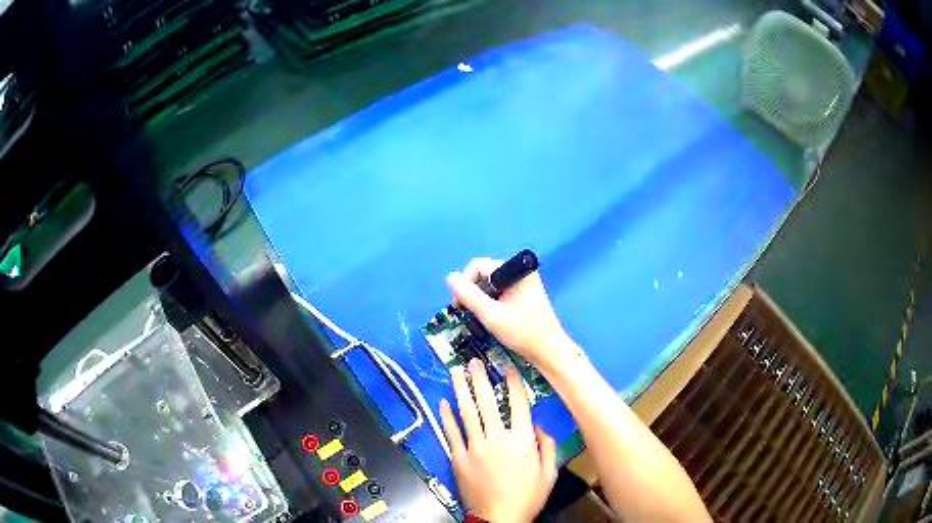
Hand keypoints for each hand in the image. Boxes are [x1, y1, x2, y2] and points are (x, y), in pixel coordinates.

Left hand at [439, 359, 557, 522]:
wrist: (499, 517)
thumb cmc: (527, 496)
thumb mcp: (549, 474)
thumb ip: (547, 447)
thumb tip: (538, 427)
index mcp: (521, 441)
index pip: (518, 404)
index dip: (513, 383)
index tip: (507, 367)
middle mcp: (496, 438)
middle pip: (487, 402)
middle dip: (481, 379)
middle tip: (474, 361)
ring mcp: (474, 447)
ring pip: (466, 412)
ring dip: (461, 390)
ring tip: (456, 372)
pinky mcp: (458, 457)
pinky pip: (451, 433)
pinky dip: (446, 416)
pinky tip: (443, 402)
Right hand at [446, 258, 580, 371]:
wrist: (548, 350)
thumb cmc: (522, 333)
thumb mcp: (491, 315)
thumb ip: (469, 295)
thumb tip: (449, 277)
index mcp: (516, 270)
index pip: (478, 266)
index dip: (465, 283)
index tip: (460, 305)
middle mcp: (521, 271)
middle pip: (484, 272)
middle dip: (472, 291)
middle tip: (467, 312)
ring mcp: (523, 281)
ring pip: (490, 282)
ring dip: (480, 298)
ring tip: (479, 316)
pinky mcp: (524, 292)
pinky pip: (499, 290)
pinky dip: (490, 301)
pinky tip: (490, 316)